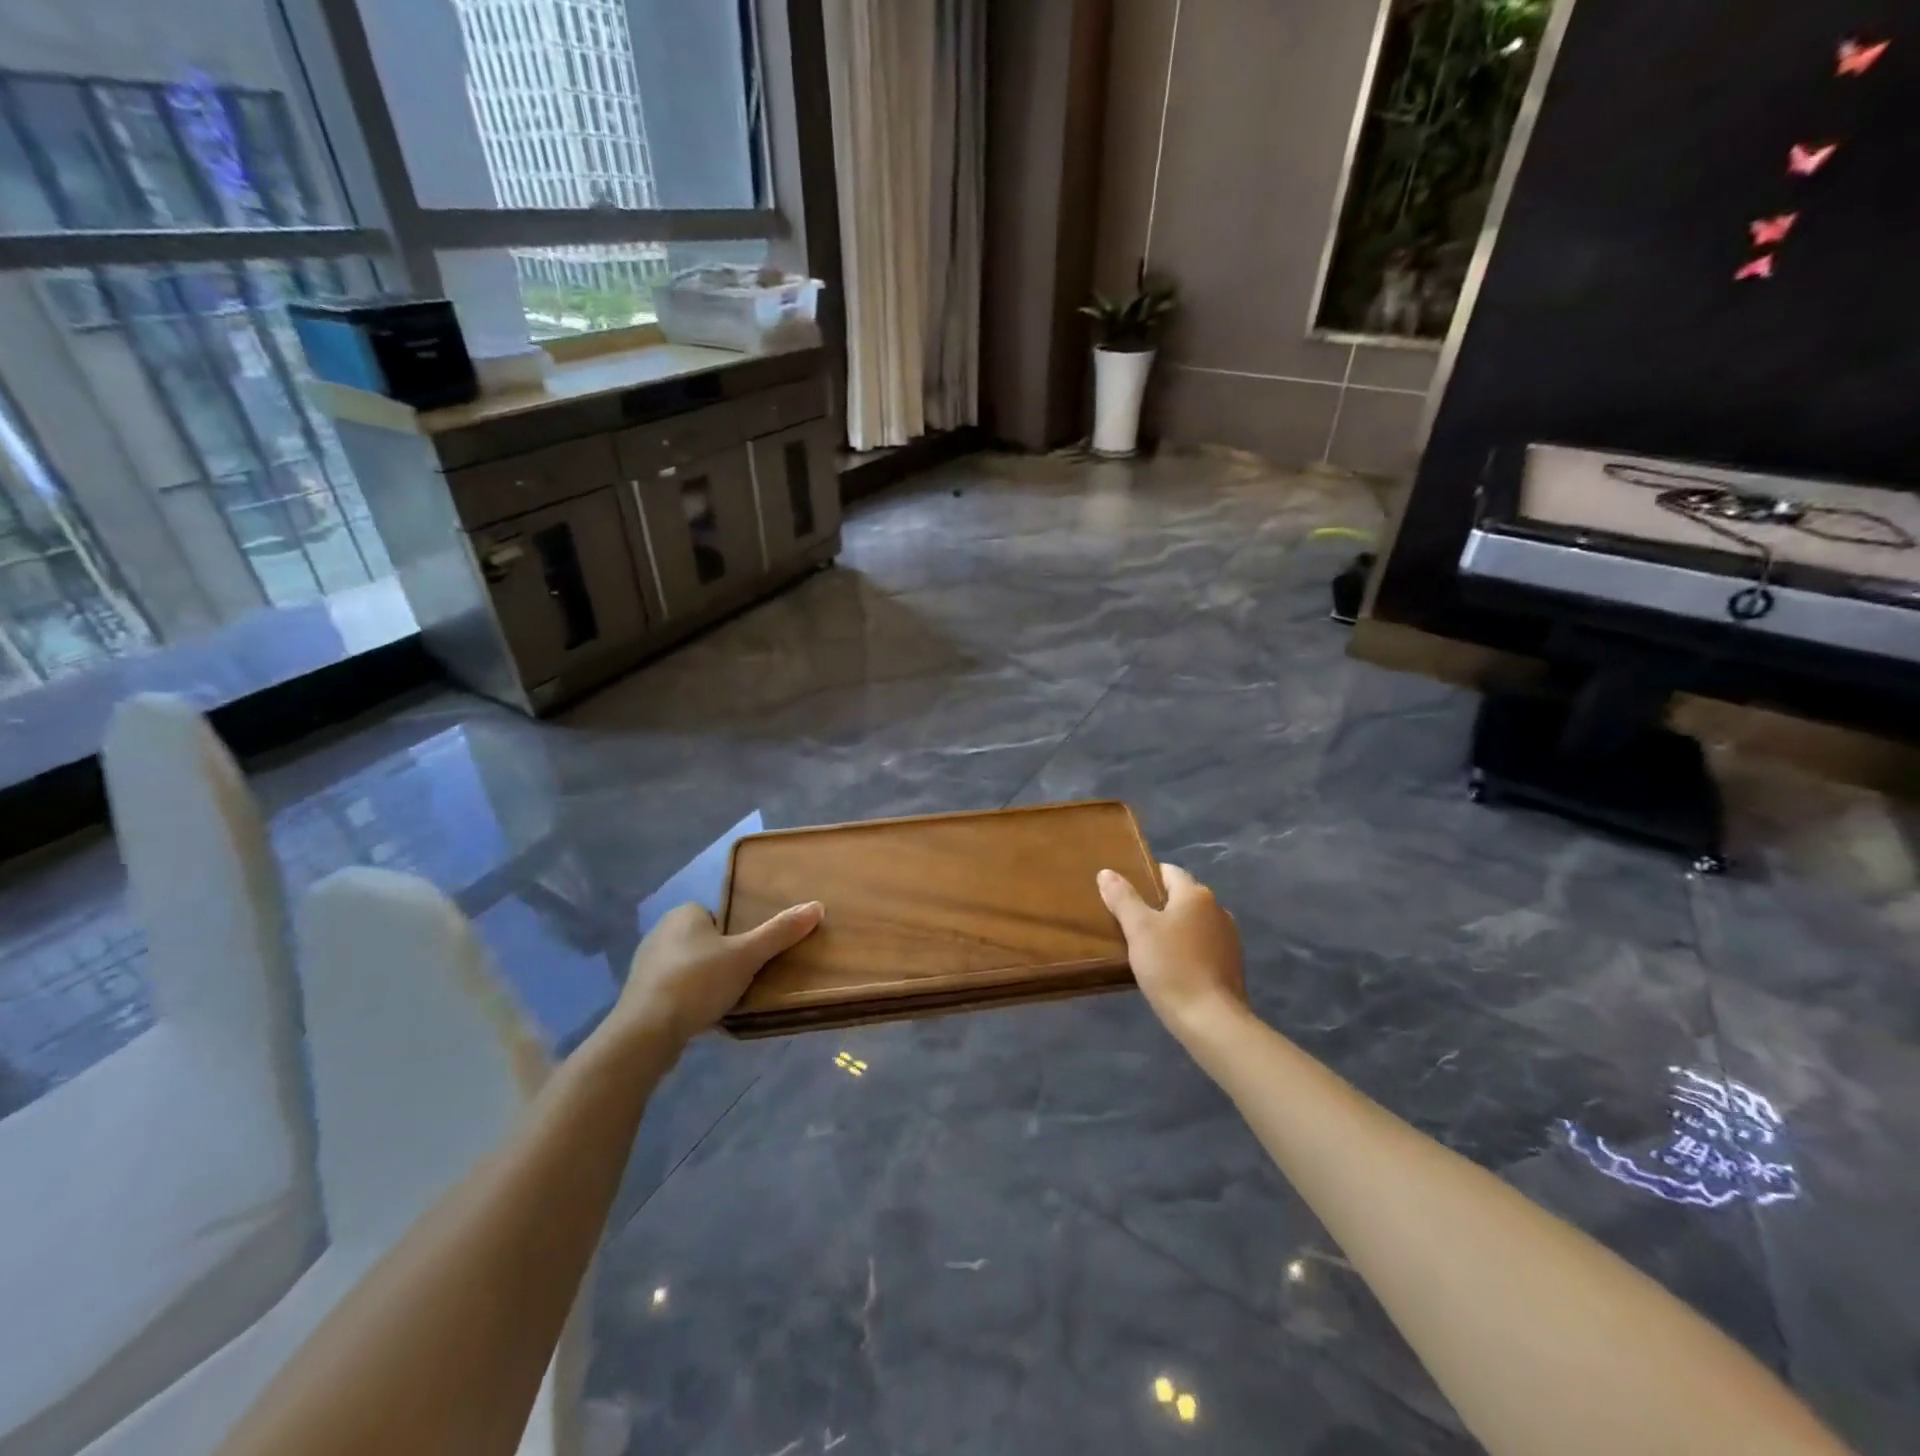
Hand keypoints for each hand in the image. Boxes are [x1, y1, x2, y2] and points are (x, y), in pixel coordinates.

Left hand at [611, 900, 823, 1048]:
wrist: (645, 1033)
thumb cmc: (698, 982)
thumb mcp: (747, 955)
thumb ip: (780, 932)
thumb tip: (817, 906)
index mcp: (684, 913)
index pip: (720, 915)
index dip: (737, 935)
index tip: (750, 957)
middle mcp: (661, 931)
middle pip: (706, 940)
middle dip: (723, 958)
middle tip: (744, 978)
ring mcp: (646, 964)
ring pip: (689, 965)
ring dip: (705, 980)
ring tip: (724, 1000)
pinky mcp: (639, 994)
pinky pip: (674, 988)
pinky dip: (688, 998)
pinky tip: (700, 1016)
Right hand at [1098, 864, 1247, 1041]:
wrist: (1211, 1020)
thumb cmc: (1171, 966)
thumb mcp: (1138, 929)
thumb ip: (1122, 898)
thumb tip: (1107, 872)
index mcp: (1196, 894)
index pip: (1168, 872)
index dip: (1146, 877)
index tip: (1125, 892)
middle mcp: (1217, 909)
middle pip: (1181, 897)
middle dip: (1158, 905)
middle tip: (1130, 920)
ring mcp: (1229, 937)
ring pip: (1193, 922)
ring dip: (1174, 928)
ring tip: (1148, 945)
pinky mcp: (1232, 964)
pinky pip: (1203, 945)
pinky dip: (1187, 948)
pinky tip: (1171, 966)